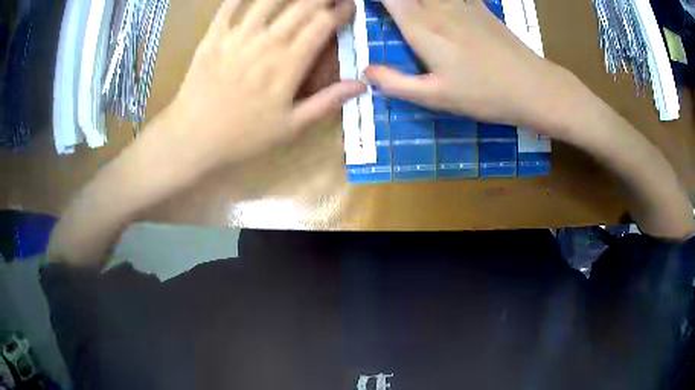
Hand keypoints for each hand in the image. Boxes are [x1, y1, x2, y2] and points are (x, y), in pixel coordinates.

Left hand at [156, 0, 365, 174]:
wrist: (193, 138)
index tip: (349, 6)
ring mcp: (237, 37)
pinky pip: (229, 7)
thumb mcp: (290, 127)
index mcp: (288, 64)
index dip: (340, 11)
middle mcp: (266, 42)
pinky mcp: (213, 37)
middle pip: (301, 6)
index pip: (322, 25)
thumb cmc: (243, 136)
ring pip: (268, 0)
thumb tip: (362, 84)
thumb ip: (326, 102)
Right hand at [365, 0, 567, 130]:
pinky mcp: (478, 5)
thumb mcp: (436, 97)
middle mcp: (437, 6)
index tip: (361, 3)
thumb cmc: (484, 94)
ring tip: (410, 7)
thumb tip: (366, 71)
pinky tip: (438, 5)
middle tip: (388, 7)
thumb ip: (397, 83)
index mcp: (421, 27)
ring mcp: (461, 2)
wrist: (532, 86)